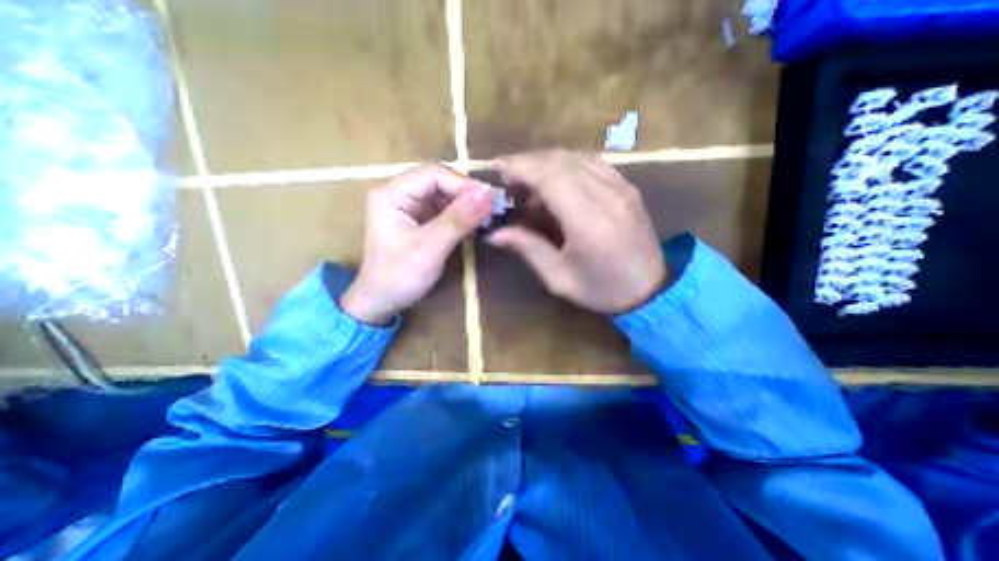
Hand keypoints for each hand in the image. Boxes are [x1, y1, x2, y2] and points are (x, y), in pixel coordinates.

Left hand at [340, 165, 490, 323]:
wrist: (380, 303)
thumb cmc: (398, 277)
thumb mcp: (429, 248)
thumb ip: (458, 220)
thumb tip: (488, 195)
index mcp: (392, 194)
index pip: (434, 174)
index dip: (464, 184)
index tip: (490, 199)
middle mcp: (399, 194)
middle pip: (440, 183)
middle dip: (467, 195)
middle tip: (493, 209)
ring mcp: (409, 208)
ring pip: (444, 196)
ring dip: (467, 206)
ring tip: (488, 218)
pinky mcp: (419, 221)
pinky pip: (444, 211)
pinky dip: (461, 217)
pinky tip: (476, 226)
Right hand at [486, 148, 666, 314]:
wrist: (651, 289)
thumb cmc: (601, 289)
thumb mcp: (558, 278)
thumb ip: (527, 248)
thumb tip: (494, 234)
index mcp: (587, 221)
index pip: (550, 176)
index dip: (520, 167)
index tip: (497, 171)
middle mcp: (606, 195)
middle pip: (560, 160)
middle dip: (527, 163)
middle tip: (508, 181)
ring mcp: (620, 186)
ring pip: (575, 157)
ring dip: (545, 164)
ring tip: (529, 185)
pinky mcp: (626, 186)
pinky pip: (591, 163)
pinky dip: (566, 166)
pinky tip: (556, 184)